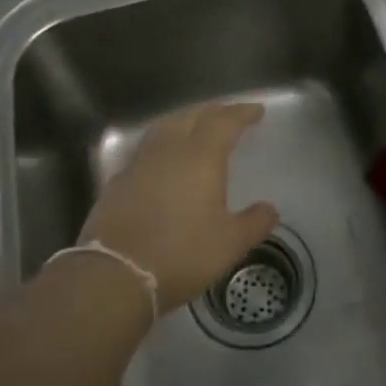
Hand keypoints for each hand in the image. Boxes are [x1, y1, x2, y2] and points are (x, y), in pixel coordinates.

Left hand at [80, 102, 279, 313]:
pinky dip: (161, 147)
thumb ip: (254, 223)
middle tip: (227, 116)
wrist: (116, 274)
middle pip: (191, 117)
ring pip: (164, 129)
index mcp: (200, 157)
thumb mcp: (230, 244)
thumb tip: (270, 209)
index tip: (256, 111)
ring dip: (183, 122)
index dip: (241, 113)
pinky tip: (163, 162)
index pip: (224, 122)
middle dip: (213, 113)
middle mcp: (168, 151)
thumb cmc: (182, 255)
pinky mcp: (118, 183)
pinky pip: (145, 152)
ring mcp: (138, 164)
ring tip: (195, 129)